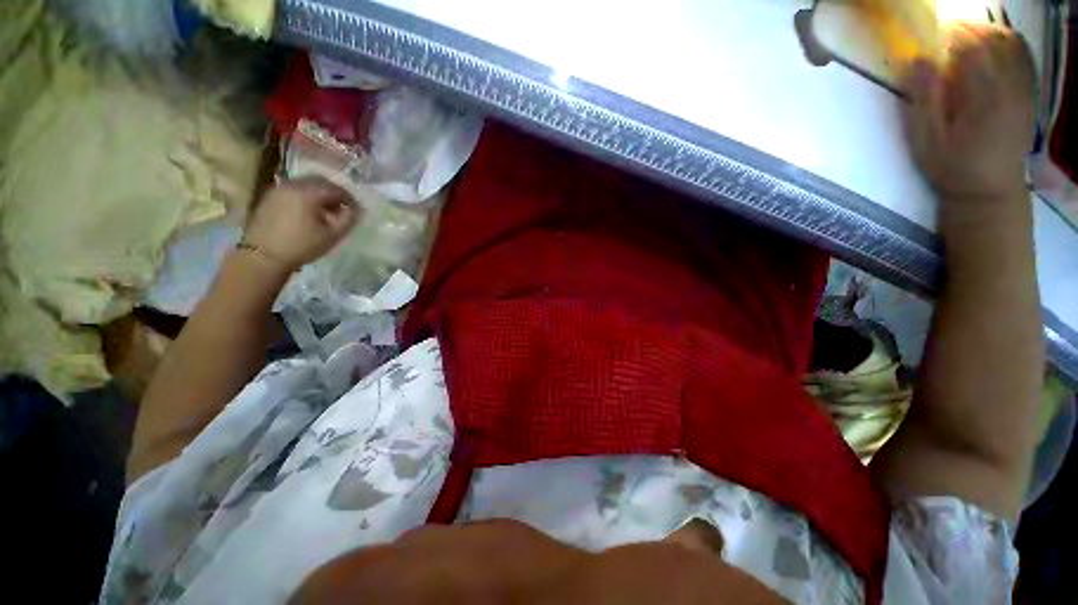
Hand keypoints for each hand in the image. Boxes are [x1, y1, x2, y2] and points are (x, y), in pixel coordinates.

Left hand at [243, 177, 358, 271]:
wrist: (263, 256)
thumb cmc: (302, 246)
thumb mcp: (332, 235)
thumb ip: (348, 220)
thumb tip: (357, 210)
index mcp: (309, 192)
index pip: (336, 189)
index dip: (350, 199)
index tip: (357, 211)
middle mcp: (293, 185)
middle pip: (320, 181)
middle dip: (334, 193)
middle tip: (343, 208)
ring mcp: (278, 189)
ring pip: (305, 184)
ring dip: (319, 194)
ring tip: (326, 211)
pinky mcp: (269, 197)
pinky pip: (293, 190)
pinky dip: (305, 197)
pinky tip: (309, 212)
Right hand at [904, 23, 1035, 205]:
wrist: (989, 190)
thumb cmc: (952, 167)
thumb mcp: (927, 140)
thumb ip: (924, 100)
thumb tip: (918, 59)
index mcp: (985, 97)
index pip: (973, 47)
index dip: (953, 33)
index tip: (935, 33)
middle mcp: (1011, 87)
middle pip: (996, 40)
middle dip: (972, 28)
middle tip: (950, 31)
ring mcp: (1025, 90)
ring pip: (1014, 44)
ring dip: (990, 32)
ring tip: (969, 35)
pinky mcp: (1029, 95)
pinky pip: (1024, 57)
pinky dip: (1009, 43)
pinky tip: (994, 45)